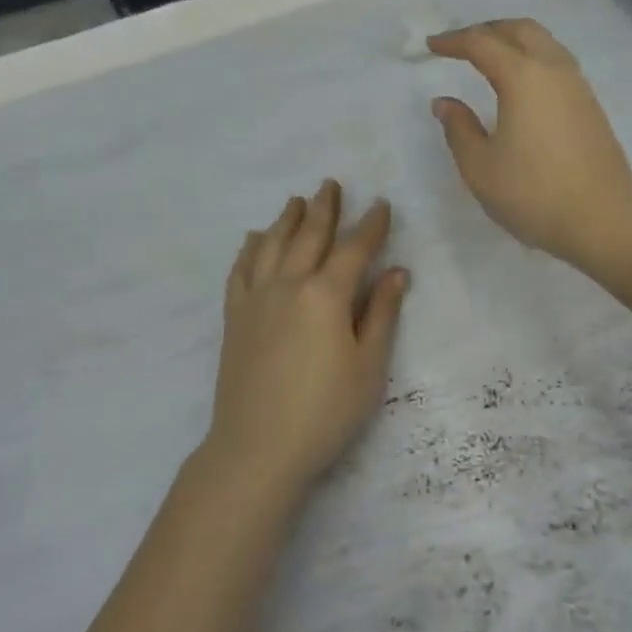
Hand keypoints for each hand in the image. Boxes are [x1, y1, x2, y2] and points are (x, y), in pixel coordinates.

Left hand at [204, 181, 408, 496]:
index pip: (354, 248)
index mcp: (326, 295)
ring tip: (296, 200)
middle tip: (331, 184)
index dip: (371, 225)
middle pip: (308, 235)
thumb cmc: (325, 412)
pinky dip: (250, 248)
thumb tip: (397, 272)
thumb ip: (381, 314)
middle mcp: (288, 284)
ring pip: (272, 245)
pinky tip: (255, 239)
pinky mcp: (234, 317)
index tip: (381, 204)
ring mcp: (255, 298)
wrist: (257, 447)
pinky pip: (241, 270)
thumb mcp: (368, 367)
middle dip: (324, 208)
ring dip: (286, 219)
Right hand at [428, 19, 631, 267]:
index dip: (453, 41)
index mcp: (523, 77)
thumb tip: (444, 102)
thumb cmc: (533, 193)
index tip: (431, 46)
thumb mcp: (480, 167)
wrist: (602, 219)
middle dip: (487, 30)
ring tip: (490, 58)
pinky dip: (532, 58)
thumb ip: (459, 129)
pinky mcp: (590, 105)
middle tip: (461, 44)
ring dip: (514, 41)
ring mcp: (578, 85)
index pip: (482, 43)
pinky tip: (521, 84)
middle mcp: (554, 70)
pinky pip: (557, 63)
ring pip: (544, 43)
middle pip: (520, 29)